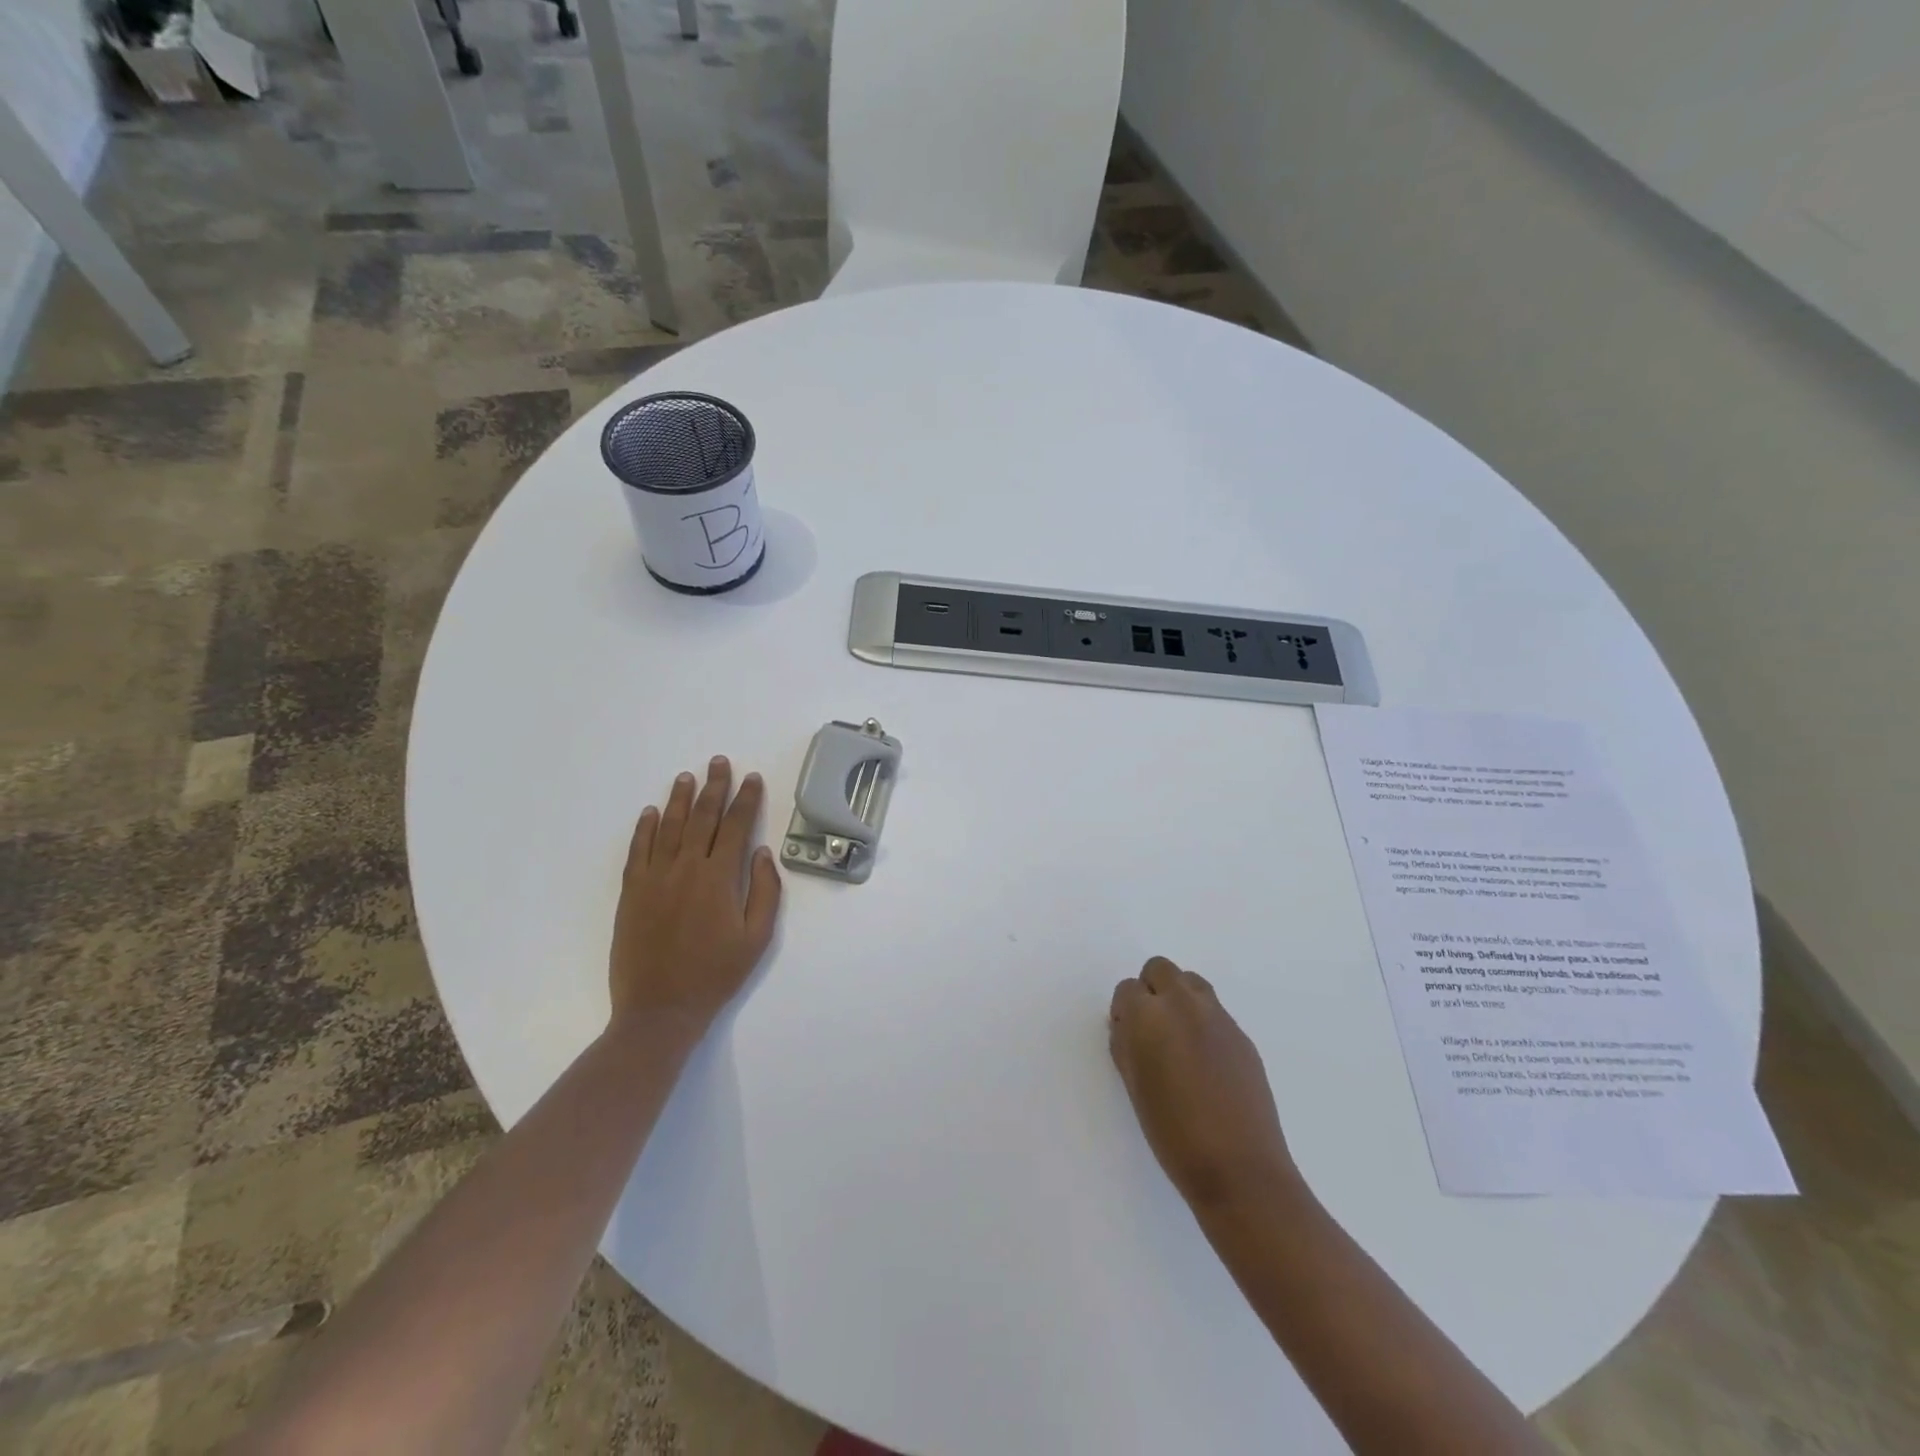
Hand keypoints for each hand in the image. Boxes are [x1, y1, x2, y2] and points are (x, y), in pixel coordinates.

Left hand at [609, 757, 781, 1040]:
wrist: (659, 1009)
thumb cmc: (715, 975)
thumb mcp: (756, 939)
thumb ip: (764, 892)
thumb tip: (762, 853)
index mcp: (719, 878)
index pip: (736, 826)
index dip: (746, 799)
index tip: (752, 778)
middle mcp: (686, 868)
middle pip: (702, 817)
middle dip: (714, 787)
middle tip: (719, 762)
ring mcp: (654, 878)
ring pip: (668, 827)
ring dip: (679, 799)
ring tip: (687, 777)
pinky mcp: (632, 892)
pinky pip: (638, 850)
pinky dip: (644, 828)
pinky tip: (650, 812)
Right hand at [1110, 957, 1300, 1212]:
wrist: (1239, 1168)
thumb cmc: (1173, 1134)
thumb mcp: (1134, 1086)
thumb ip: (1126, 1045)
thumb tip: (1129, 1027)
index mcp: (1148, 1016)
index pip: (1126, 989)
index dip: (1124, 1012)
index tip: (1128, 1038)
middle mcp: (1182, 1004)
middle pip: (1160, 969)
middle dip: (1151, 991)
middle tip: (1152, 1031)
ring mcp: (1217, 1016)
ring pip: (1190, 982)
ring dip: (1179, 998)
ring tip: (1179, 1040)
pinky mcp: (1242, 1034)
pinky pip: (1214, 1011)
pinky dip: (1204, 1022)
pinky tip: (1206, 1062)